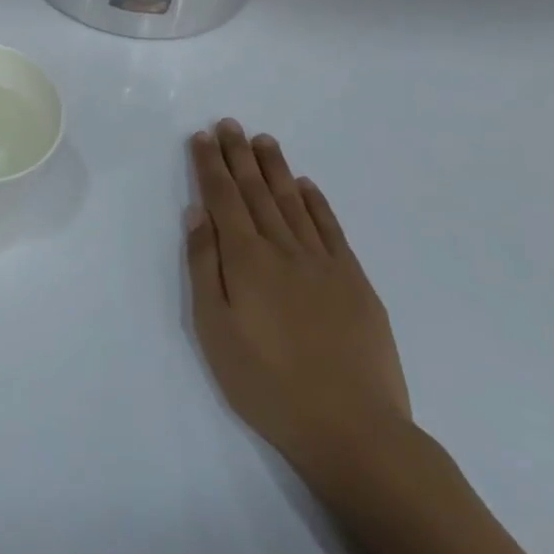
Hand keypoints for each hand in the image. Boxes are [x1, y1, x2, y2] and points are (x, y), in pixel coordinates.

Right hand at [187, 119, 410, 477]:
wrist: (354, 430)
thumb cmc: (267, 384)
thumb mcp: (215, 330)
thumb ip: (205, 267)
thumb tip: (198, 214)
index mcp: (246, 260)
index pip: (223, 198)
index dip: (211, 165)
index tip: (202, 137)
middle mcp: (284, 250)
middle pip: (257, 191)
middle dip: (239, 156)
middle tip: (230, 123)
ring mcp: (324, 264)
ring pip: (293, 202)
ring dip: (276, 169)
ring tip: (263, 141)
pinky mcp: (355, 283)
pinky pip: (331, 229)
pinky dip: (316, 202)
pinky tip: (306, 185)